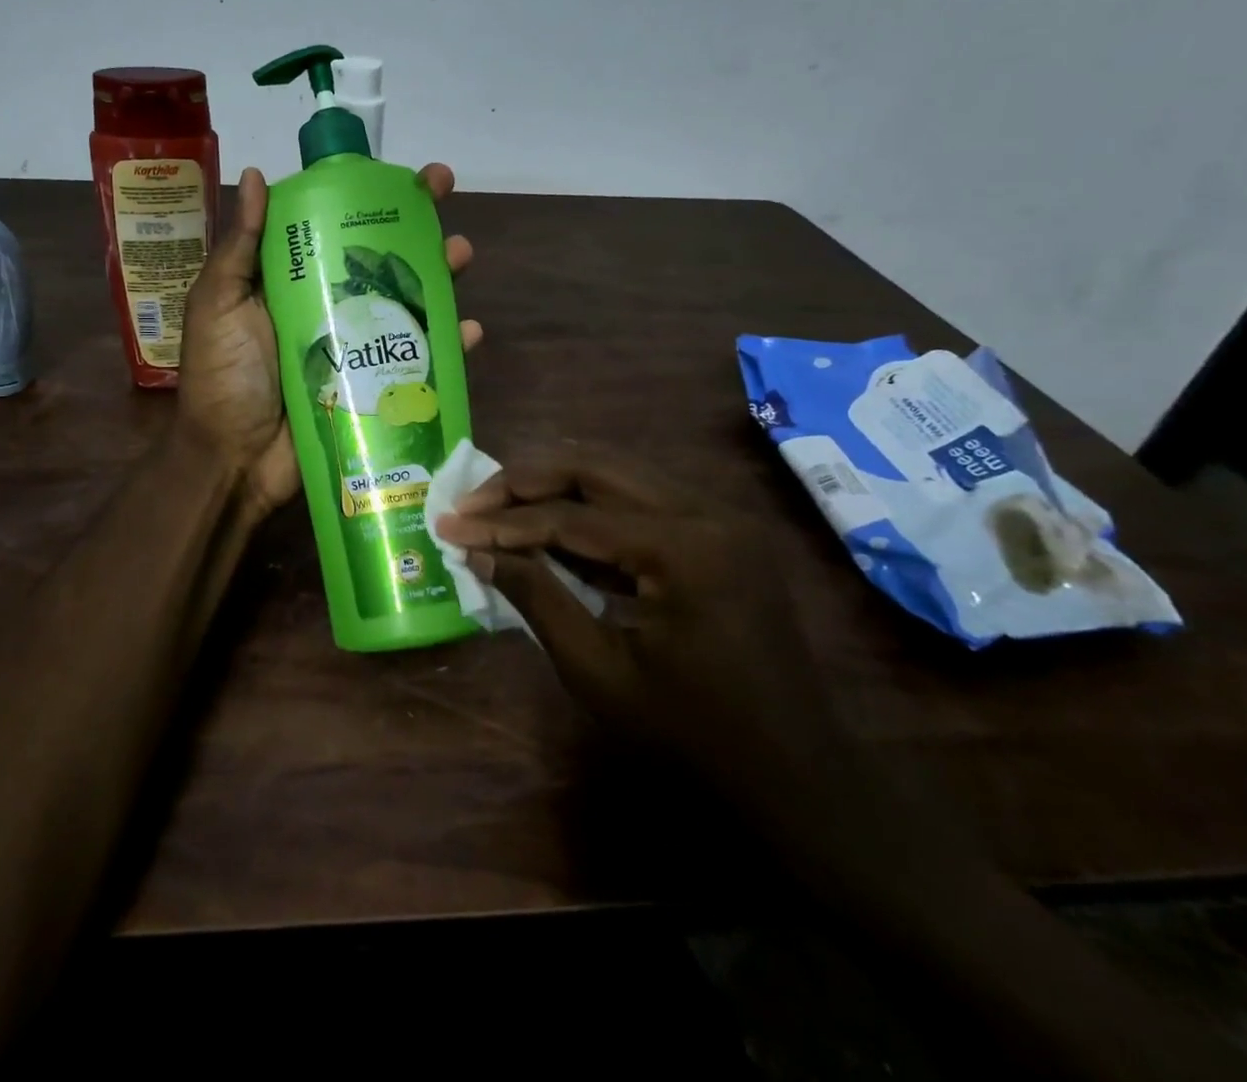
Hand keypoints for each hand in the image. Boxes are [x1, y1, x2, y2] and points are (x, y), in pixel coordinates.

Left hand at [180, 164, 480, 525]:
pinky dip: (447, 345)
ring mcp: (356, 347)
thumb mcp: (218, 304)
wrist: (234, 460)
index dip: (368, 198)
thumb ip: (239, 247)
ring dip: (439, 276)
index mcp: (291, 281)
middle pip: (380, 259)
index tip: (401, 172)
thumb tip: (256, 174)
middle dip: (415, 225)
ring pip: (406, 303)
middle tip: (444, 195)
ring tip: (460, 256)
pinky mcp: (375, 386)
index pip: (335, 227)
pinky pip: (418, 359)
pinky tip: (468, 331)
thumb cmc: (223, 377)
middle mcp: (328, 306)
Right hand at [433, 448, 841, 808]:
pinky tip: (553, 523)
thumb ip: (536, 597)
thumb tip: (476, 551)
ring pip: (619, 473)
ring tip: (500, 504)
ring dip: (556, 484)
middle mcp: (707, 512)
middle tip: (473, 501)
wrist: (796, 778)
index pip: (572, 517)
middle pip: (597, 467)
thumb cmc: (692, 737)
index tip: (450, 524)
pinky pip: (643, 499)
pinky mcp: (720, 533)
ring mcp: (720, 518)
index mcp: (685, 548)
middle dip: (526, 480)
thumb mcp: (598, 671)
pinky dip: (592, 505)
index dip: (504, 522)